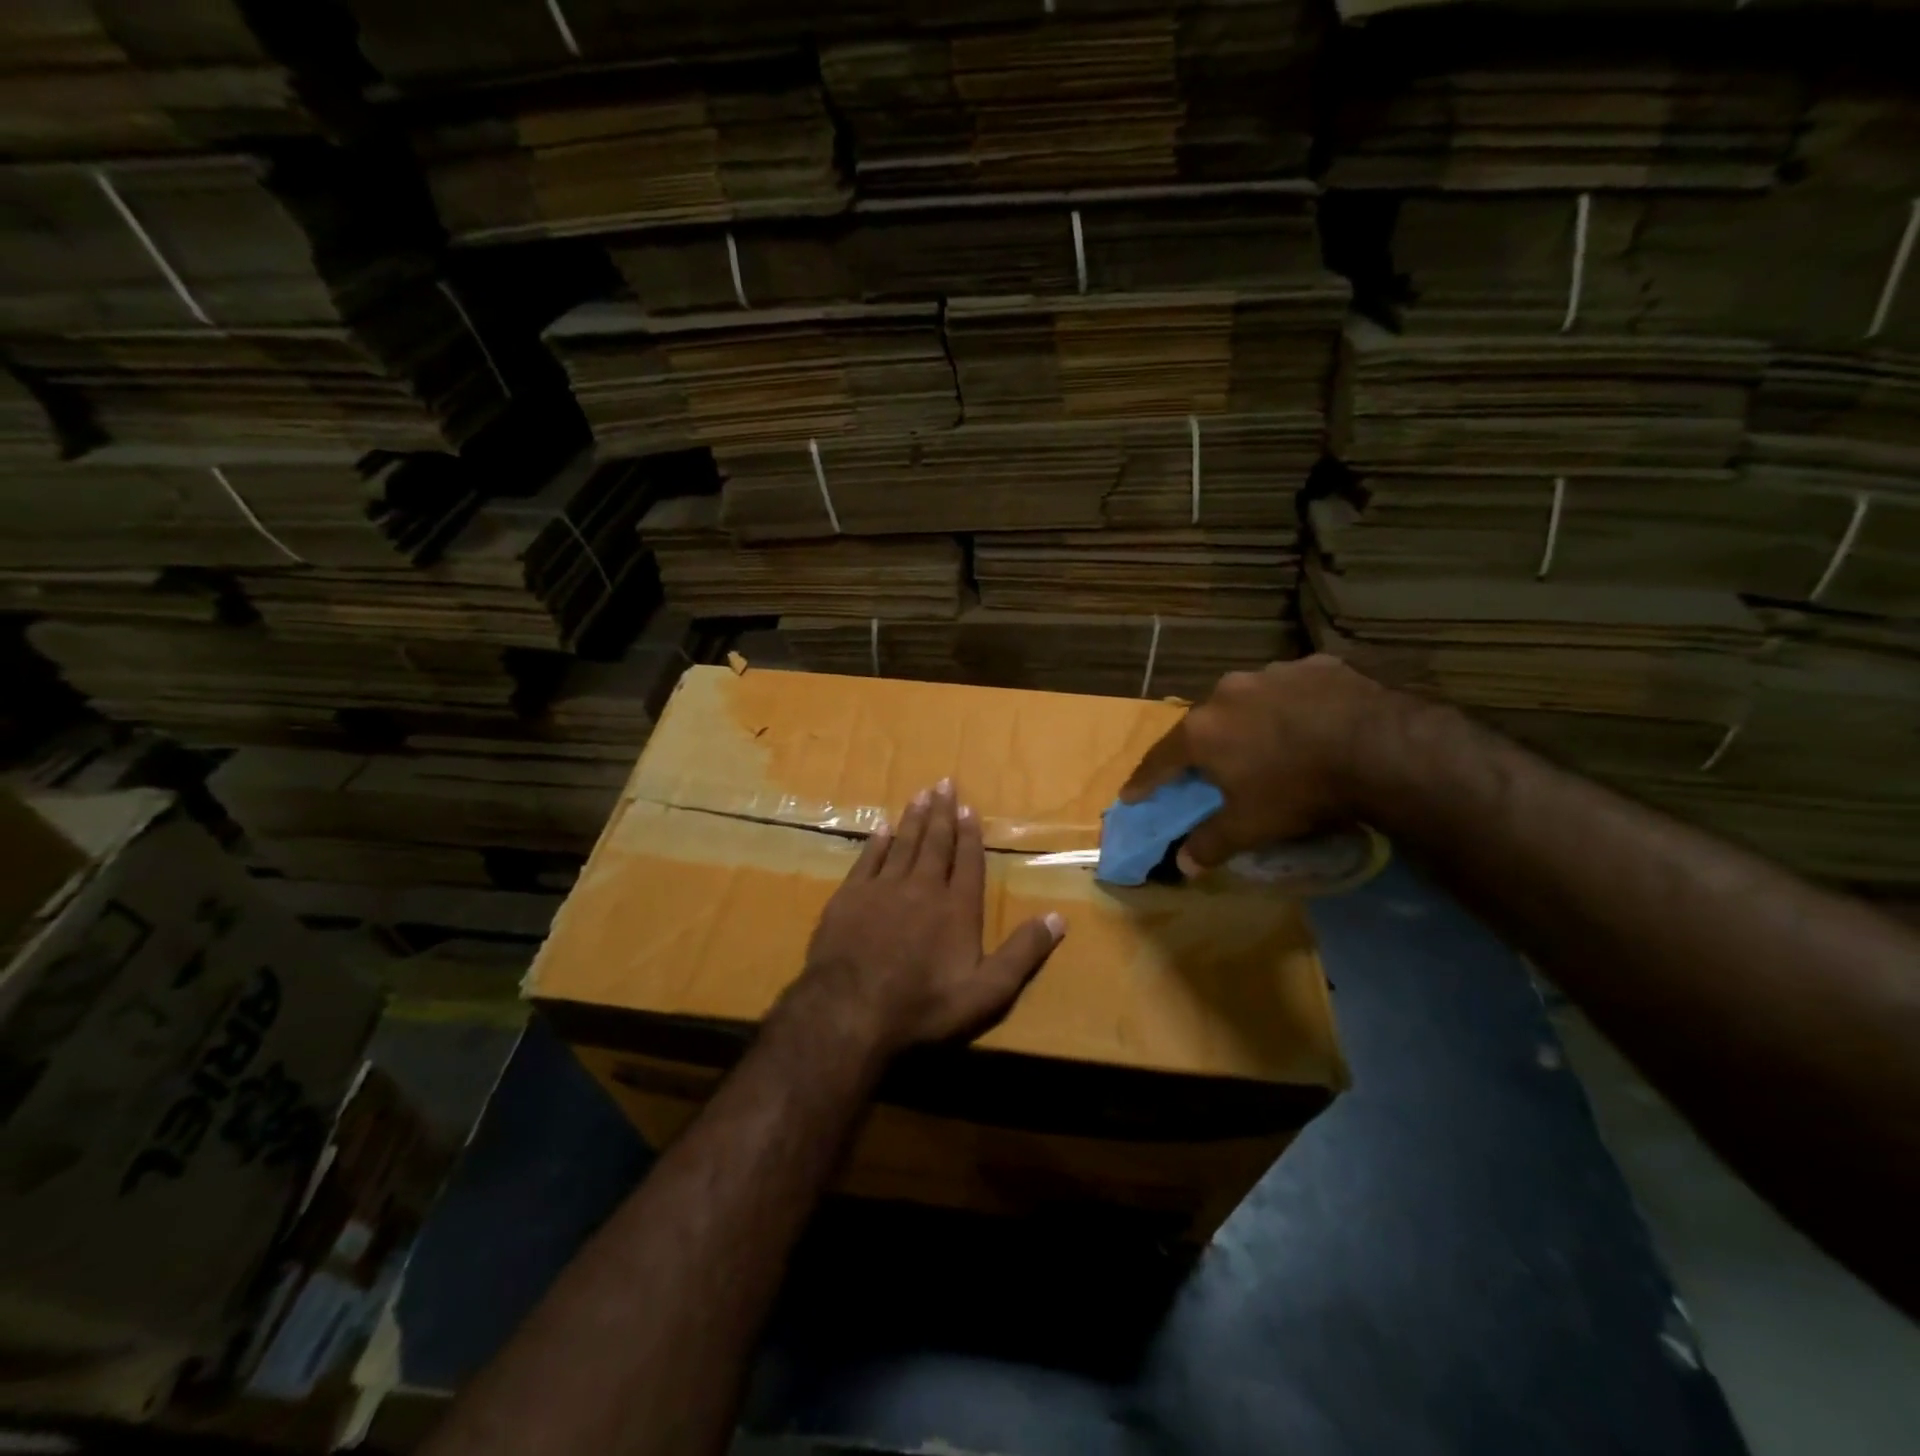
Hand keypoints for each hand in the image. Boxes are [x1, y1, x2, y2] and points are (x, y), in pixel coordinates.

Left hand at [794, 779, 1066, 1057]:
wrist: (850, 1012)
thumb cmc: (923, 1006)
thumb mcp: (987, 992)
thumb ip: (1022, 953)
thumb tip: (1058, 918)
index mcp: (957, 908)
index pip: (968, 861)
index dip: (970, 834)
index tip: (969, 808)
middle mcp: (923, 887)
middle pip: (935, 843)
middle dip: (942, 813)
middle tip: (945, 783)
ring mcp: (883, 889)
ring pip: (903, 844)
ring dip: (914, 819)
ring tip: (920, 794)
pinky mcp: (850, 897)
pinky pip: (868, 859)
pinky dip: (877, 841)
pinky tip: (882, 827)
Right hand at [1121, 655, 1387, 875]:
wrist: (1381, 748)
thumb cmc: (1300, 789)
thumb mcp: (1251, 826)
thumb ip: (1211, 843)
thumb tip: (1183, 864)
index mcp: (1202, 731)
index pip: (1160, 759)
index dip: (1145, 780)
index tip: (1132, 794)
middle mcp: (1227, 693)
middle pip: (1203, 724)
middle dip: (1202, 745)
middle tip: (1209, 766)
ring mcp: (1272, 674)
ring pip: (1248, 700)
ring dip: (1249, 720)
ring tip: (1268, 742)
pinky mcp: (1316, 664)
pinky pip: (1293, 689)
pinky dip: (1293, 706)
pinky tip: (1313, 722)